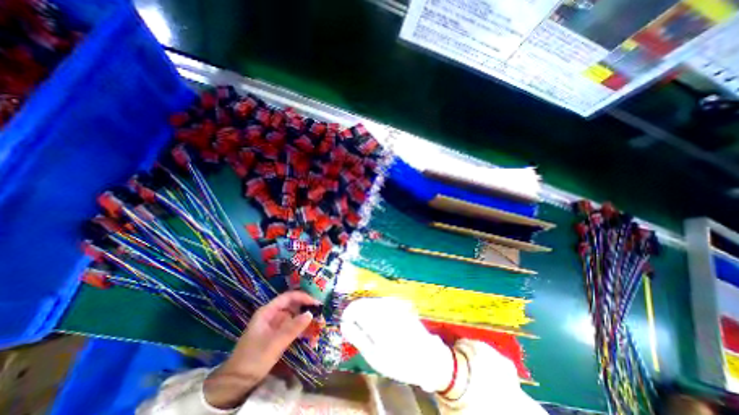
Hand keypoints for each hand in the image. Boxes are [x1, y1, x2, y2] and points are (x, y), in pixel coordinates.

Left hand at [202, 290, 319, 410]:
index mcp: (267, 311)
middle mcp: (271, 314)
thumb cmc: (254, 359)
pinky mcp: (275, 334)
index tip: (316, 303)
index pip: (288, 297)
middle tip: (319, 311)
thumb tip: (311, 313)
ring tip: (317, 320)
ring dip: (303, 316)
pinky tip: (308, 330)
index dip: (302, 297)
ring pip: (292, 315)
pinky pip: (290, 325)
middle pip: (291, 304)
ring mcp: (273, 324)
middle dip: (305, 306)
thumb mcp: (275, 343)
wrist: (236, 383)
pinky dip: (299, 326)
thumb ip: (293, 328)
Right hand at [342, 298, 457, 391]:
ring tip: (366, 329)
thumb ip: (358, 337)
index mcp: (377, 319)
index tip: (344, 326)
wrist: (427, 357)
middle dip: (355, 314)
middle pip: (362, 303)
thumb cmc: (399, 362)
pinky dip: (374, 311)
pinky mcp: (399, 305)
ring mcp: (393, 304)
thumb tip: (344, 324)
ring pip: (371, 302)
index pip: (355, 308)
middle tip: (354, 329)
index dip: (347, 315)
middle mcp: (385, 307)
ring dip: (364, 312)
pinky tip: (377, 323)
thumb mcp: (375, 356)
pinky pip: (380, 303)